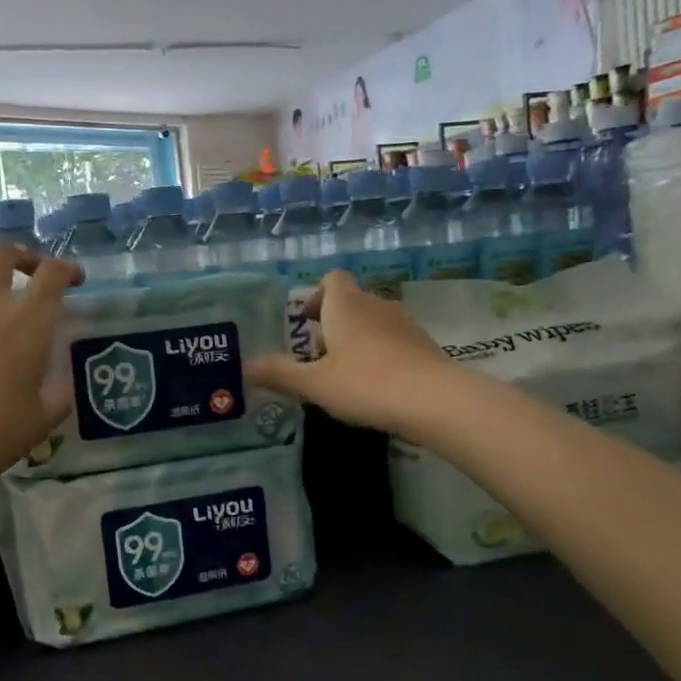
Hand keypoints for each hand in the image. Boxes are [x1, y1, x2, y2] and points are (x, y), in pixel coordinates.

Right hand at [246, 269, 449, 433]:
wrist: (435, 401)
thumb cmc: (366, 384)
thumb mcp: (314, 384)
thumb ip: (280, 374)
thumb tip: (244, 367)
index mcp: (346, 305)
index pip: (331, 279)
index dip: (316, 295)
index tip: (306, 323)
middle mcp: (376, 305)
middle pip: (351, 301)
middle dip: (333, 323)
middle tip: (317, 356)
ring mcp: (405, 324)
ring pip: (374, 322)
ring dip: (358, 339)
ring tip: (345, 374)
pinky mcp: (425, 347)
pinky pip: (395, 342)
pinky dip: (382, 355)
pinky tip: (376, 386)